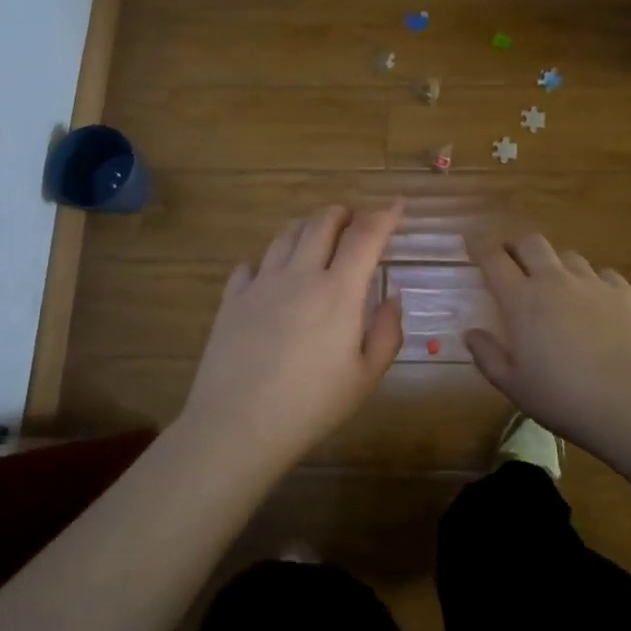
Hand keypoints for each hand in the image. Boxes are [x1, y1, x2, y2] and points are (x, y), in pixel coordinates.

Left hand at [179, 203, 404, 472]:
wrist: (237, 426)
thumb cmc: (311, 406)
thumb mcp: (365, 378)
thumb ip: (387, 332)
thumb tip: (391, 296)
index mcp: (339, 291)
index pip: (366, 235)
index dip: (385, 214)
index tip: (398, 204)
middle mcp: (300, 274)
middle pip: (322, 221)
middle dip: (343, 213)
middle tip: (354, 223)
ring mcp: (262, 282)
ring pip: (286, 234)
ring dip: (307, 227)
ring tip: (316, 239)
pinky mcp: (233, 298)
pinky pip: (251, 264)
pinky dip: (268, 261)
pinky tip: (271, 277)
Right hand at [466, 233, 630, 445]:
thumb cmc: (564, 398)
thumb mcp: (514, 386)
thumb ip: (488, 356)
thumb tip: (471, 333)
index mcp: (522, 300)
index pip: (493, 259)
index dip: (480, 246)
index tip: (472, 242)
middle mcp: (555, 280)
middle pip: (531, 243)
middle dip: (516, 245)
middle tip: (511, 259)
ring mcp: (592, 283)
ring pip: (568, 256)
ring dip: (555, 265)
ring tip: (556, 285)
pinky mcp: (624, 293)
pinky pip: (603, 274)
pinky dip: (592, 281)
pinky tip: (595, 301)